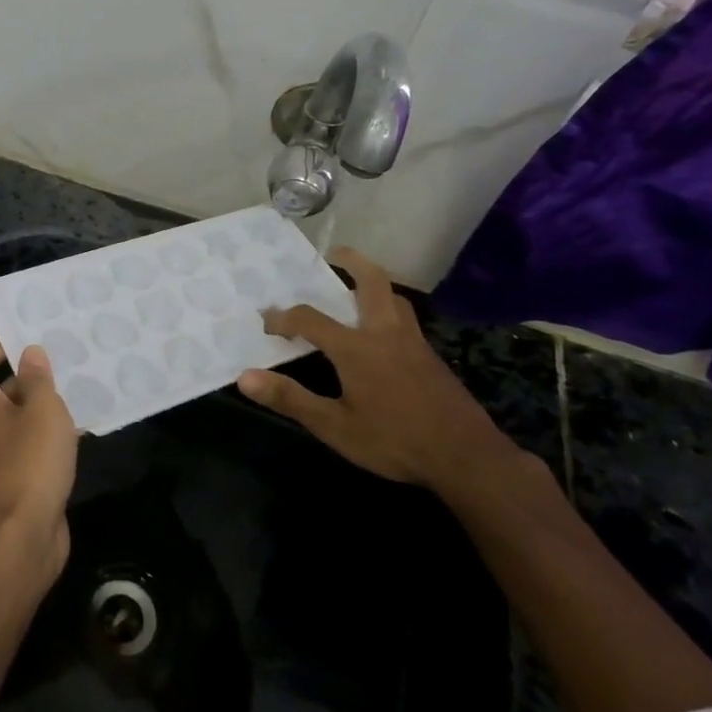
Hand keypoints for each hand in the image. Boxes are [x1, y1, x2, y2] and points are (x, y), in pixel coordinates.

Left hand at [0, 339, 81, 579]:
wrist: (21, 534)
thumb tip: (29, 354)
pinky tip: (73, 435)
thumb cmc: (30, 459)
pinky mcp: (1, 478)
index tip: (30, 342)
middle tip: (60, 367)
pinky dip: (39, 435)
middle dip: (25, 376)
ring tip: (72, 397)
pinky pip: (18, 444)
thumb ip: (37, 377)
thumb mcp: (44, 408)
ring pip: (9, 418)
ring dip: (36, 408)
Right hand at [238, 247, 517, 492]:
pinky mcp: (431, 357)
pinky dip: (389, 309)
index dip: (283, 318)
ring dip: (373, 284)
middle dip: (351, 262)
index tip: (267, 322)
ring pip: (394, 298)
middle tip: (333, 254)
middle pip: (371, 282)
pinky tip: (383, 333)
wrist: (466, 457)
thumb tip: (245, 378)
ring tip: (356, 289)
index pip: (310, 319)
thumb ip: (291, 399)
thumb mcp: (335, 427)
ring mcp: (413, 343)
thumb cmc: (394, 441)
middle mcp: (385, 333)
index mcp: (356, 347)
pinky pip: (406, 319)